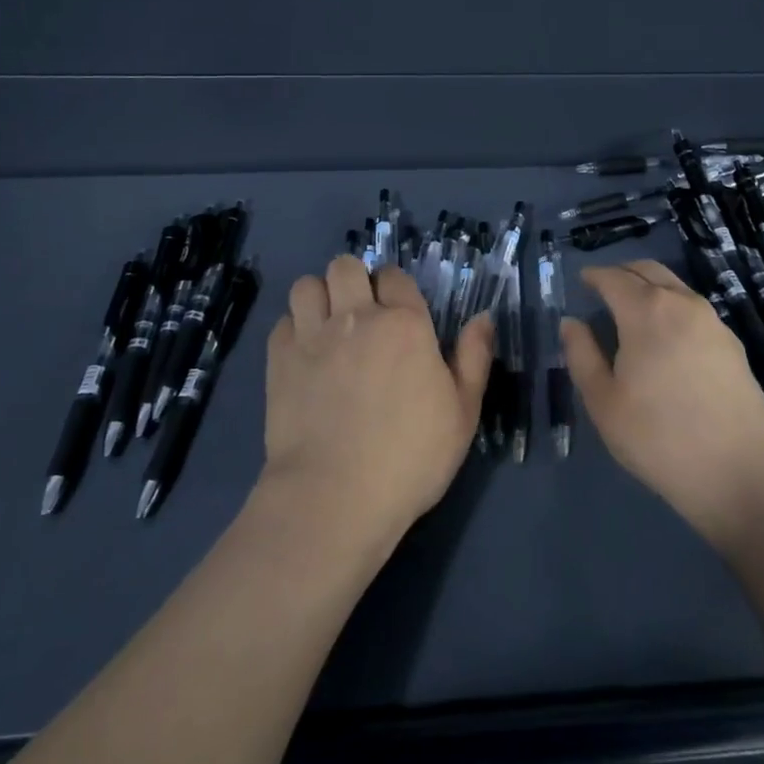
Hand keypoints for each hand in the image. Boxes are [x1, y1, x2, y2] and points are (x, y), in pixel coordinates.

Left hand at [261, 256, 492, 548]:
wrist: (335, 496)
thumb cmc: (410, 457)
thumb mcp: (463, 413)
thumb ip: (474, 358)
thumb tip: (484, 317)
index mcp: (405, 323)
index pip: (394, 275)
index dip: (395, 288)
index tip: (397, 311)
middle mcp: (357, 317)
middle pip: (345, 266)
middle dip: (353, 280)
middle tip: (360, 313)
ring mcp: (313, 336)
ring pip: (307, 285)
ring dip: (319, 298)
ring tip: (327, 326)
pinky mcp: (279, 361)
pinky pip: (283, 322)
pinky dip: (293, 331)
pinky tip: (304, 356)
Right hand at [562, 260, 763, 548]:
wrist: (739, 472)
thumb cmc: (658, 438)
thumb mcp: (603, 402)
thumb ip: (581, 355)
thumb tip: (571, 322)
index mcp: (646, 311)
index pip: (614, 278)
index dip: (594, 276)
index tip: (582, 280)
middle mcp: (682, 303)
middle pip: (648, 270)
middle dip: (623, 272)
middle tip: (604, 287)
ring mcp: (713, 321)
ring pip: (675, 287)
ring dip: (650, 287)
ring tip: (633, 310)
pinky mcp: (733, 344)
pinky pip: (694, 309)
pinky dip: (673, 307)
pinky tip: (667, 336)